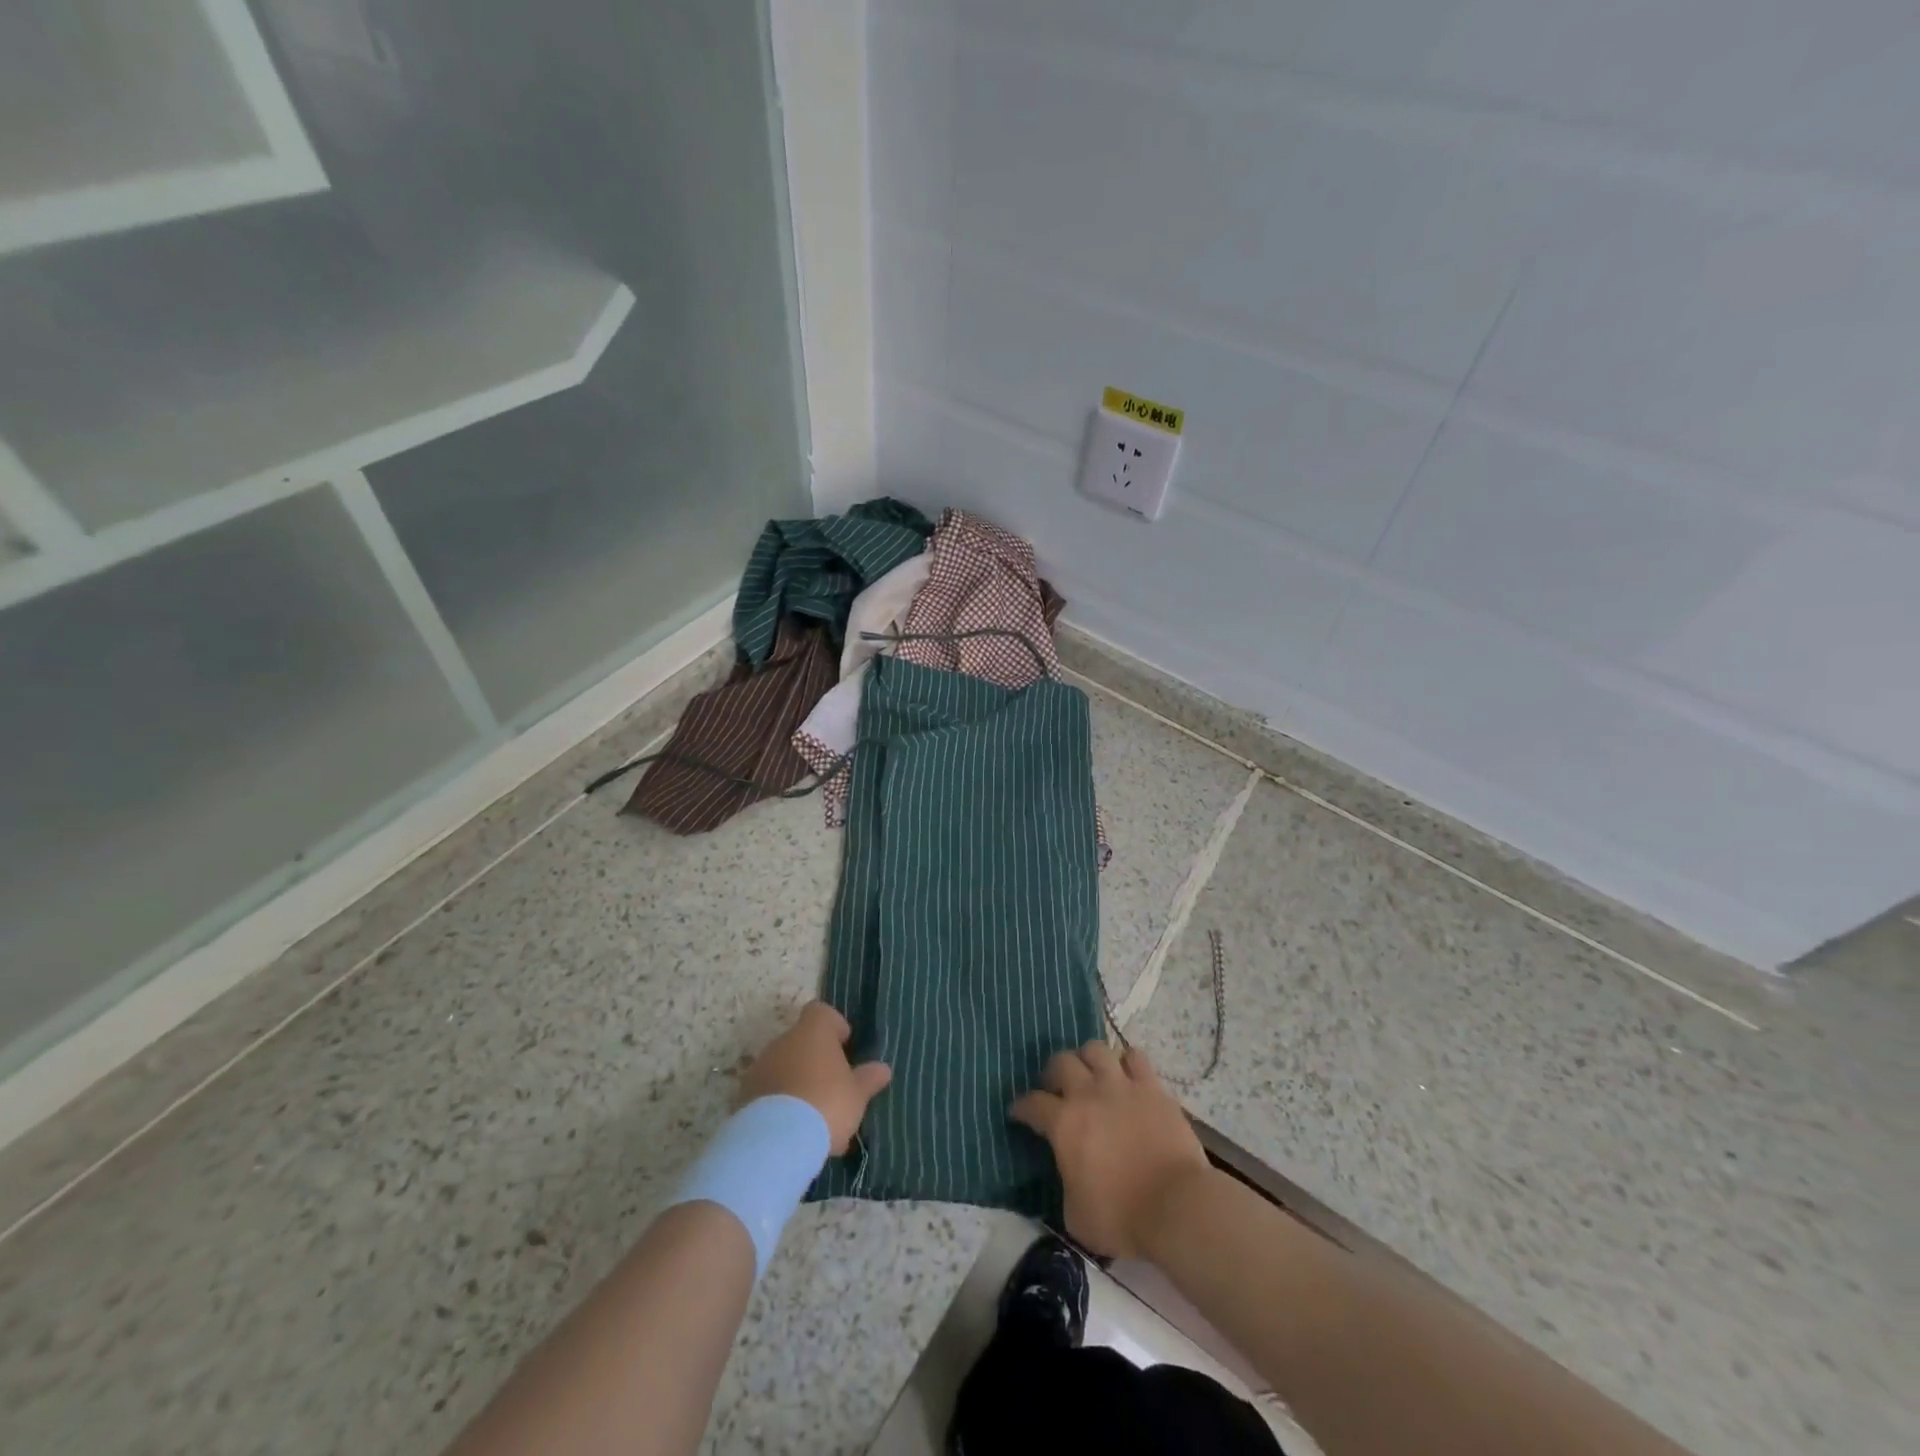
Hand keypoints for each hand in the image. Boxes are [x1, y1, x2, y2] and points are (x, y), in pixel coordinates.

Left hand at [739, 1002, 891, 1155]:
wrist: (775, 1142)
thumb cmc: (826, 1104)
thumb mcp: (857, 1095)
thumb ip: (868, 1079)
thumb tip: (883, 1069)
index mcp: (813, 1031)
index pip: (821, 1012)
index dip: (834, 1026)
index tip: (844, 1047)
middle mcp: (783, 1041)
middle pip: (802, 1041)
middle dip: (816, 1061)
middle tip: (833, 1089)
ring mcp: (760, 1068)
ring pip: (784, 1067)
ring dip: (797, 1083)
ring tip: (814, 1118)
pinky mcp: (744, 1096)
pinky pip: (768, 1092)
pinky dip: (779, 1104)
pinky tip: (793, 1131)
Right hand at [1011, 1042, 1209, 1258]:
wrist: (1176, 1206)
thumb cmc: (1122, 1217)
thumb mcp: (1076, 1215)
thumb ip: (1065, 1185)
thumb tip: (1069, 1175)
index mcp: (1064, 1124)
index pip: (1032, 1104)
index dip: (1021, 1107)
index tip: (1018, 1112)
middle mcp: (1088, 1094)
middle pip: (1061, 1062)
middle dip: (1053, 1073)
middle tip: (1056, 1089)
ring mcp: (1122, 1086)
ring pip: (1095, 1049)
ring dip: (1087, 1059)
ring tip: (1090, 1074)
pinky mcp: (1152, 1087)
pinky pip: (1135, 1057)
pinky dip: (1126, 1062)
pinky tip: (1126, 1076)